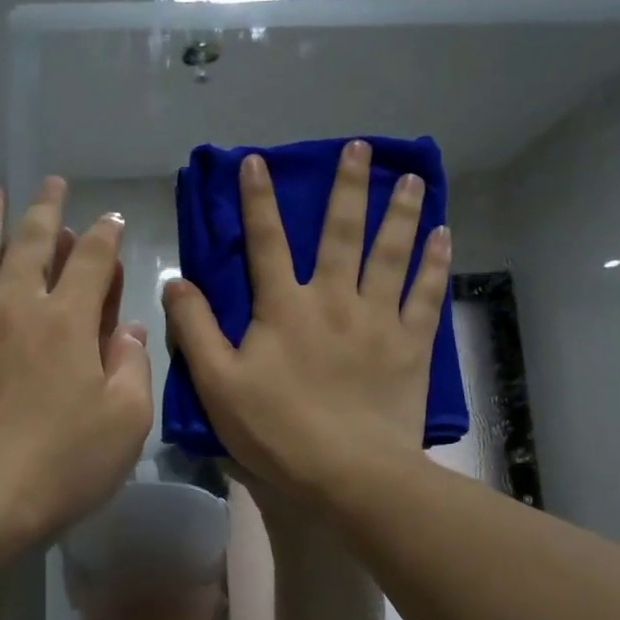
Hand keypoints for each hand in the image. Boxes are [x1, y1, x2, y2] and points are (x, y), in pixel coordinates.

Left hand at [0, 178, 152, 545]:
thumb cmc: (61, 463)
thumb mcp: (125, 422)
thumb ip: (132, 367)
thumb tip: (127, 330)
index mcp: (68, 319)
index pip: (92, 259)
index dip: (106, 234)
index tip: (111, 219)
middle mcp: (15, 303)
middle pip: (31, 240)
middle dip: (46, 208)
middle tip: (52, 183)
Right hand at [164, 140, 450, 503]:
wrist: (350, 473)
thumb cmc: (277, 430)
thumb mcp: (217, 384)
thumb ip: (195, 329)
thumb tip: (175, 280)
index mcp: (284, 308)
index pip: (266, 242)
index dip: (258, 200)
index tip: (256, 160)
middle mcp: (334, 300)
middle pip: (340, 233)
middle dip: (347, 187)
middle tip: (358, 147)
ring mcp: (378, 321)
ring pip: (391, 254)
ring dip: (399, 212)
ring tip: (410, 177)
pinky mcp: (411, 346)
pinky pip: (426, 295)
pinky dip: (435, 264)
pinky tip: (444, 236)